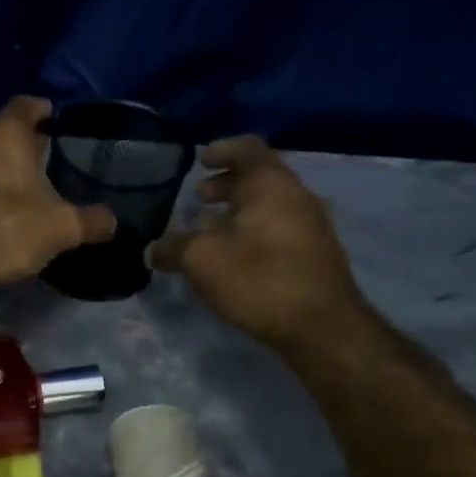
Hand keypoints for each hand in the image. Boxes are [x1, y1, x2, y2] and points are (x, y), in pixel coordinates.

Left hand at [0, 96, 116, 290]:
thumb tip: (113, 221)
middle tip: (48, 162)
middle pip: (2, 132)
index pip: (27, 106)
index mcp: (5, 133)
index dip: (44, 111)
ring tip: (23, 191)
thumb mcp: (59, 228)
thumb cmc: (3, 228)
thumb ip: (90, 221)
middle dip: (23, 146)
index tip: (58, 122)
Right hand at [151, 137, 364, 348]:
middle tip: (200, 196)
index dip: (222, 150)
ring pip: (271, 205)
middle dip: (228, 184)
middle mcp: (297, 197)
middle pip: (261, 177)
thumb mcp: (202, 261)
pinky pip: (280, 229)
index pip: (248, 148)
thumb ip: (174, 249)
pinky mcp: (316, 255)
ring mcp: (312, 226)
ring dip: (240, 210)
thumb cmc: (259, 280)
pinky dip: (254, 231)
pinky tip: (236, 256)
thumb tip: (153, 249)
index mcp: (271, 185)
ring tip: (212, 229)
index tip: (201, 161)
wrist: (321, 327)